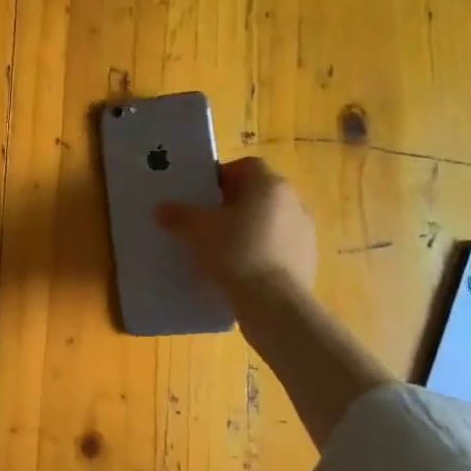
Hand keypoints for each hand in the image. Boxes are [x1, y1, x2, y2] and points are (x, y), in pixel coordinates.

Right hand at [156, 157, 318, 298]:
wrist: (274, 305)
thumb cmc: (235, 252)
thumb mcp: (196, 230)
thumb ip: (178, 215)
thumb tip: (162, 209)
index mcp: (269, 185)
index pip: (246, 166)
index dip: (223, 176)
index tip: (204, 195)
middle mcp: (294, 202)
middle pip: (258, 194)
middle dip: (234, 204)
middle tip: (208, 222)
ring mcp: (306, 232)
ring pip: (270, 221)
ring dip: (249, 229)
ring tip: (223, 250)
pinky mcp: (308, 261)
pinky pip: (278, 247)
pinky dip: (261, 253)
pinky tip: (242, 271)